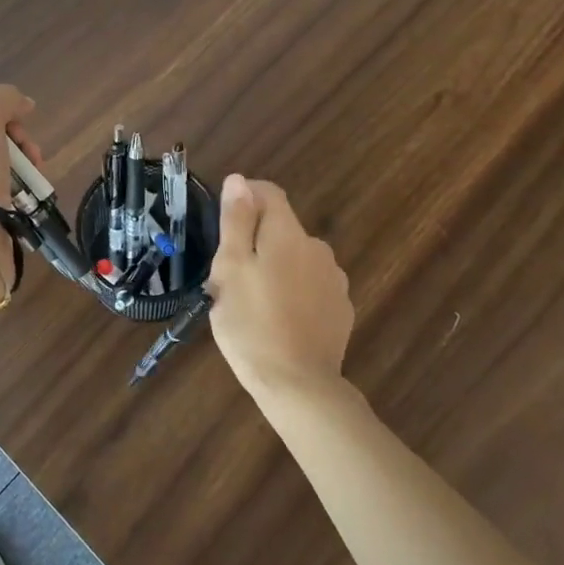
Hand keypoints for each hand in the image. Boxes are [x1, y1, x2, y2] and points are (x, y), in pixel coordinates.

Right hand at [206, 174, 353, 401]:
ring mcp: (334, 281)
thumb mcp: (230, 269)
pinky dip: (293, 292)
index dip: (244, 197)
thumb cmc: (251, 323)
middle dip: (255, 241)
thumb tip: (239, 180)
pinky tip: (278, 319)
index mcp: (288, 234)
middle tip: (228, 276)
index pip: (269, 192)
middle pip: (281, 228)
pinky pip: (311, 286)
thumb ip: (236, 221)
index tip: (222, 222)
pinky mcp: (340, 309)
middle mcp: (317, 248)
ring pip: (296, 259)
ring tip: (252, 301)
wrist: (298, 385)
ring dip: (275, 267)